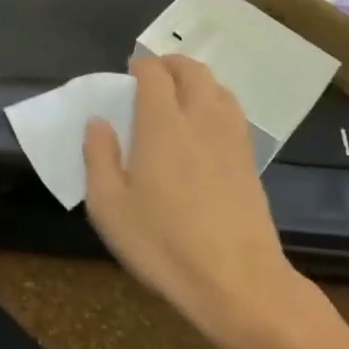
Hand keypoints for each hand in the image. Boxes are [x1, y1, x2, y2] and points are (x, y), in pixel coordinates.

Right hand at [83, 57, 305, 344]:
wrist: (239, 283)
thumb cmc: (164, 244)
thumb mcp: (109, 207)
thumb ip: (98, 157)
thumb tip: (98, 122)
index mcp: (162, 124)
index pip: (154, 73)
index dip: (140, 66)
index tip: (128, 75)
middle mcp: (200, 119)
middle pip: (191, 70)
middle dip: (170, 64)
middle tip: (152, 78)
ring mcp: (231, 139)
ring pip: (218, 87)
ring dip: (196, 81)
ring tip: (179, 98)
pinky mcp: (250, 161)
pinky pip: (233, 113)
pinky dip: (216, 104)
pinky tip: (205, 129)